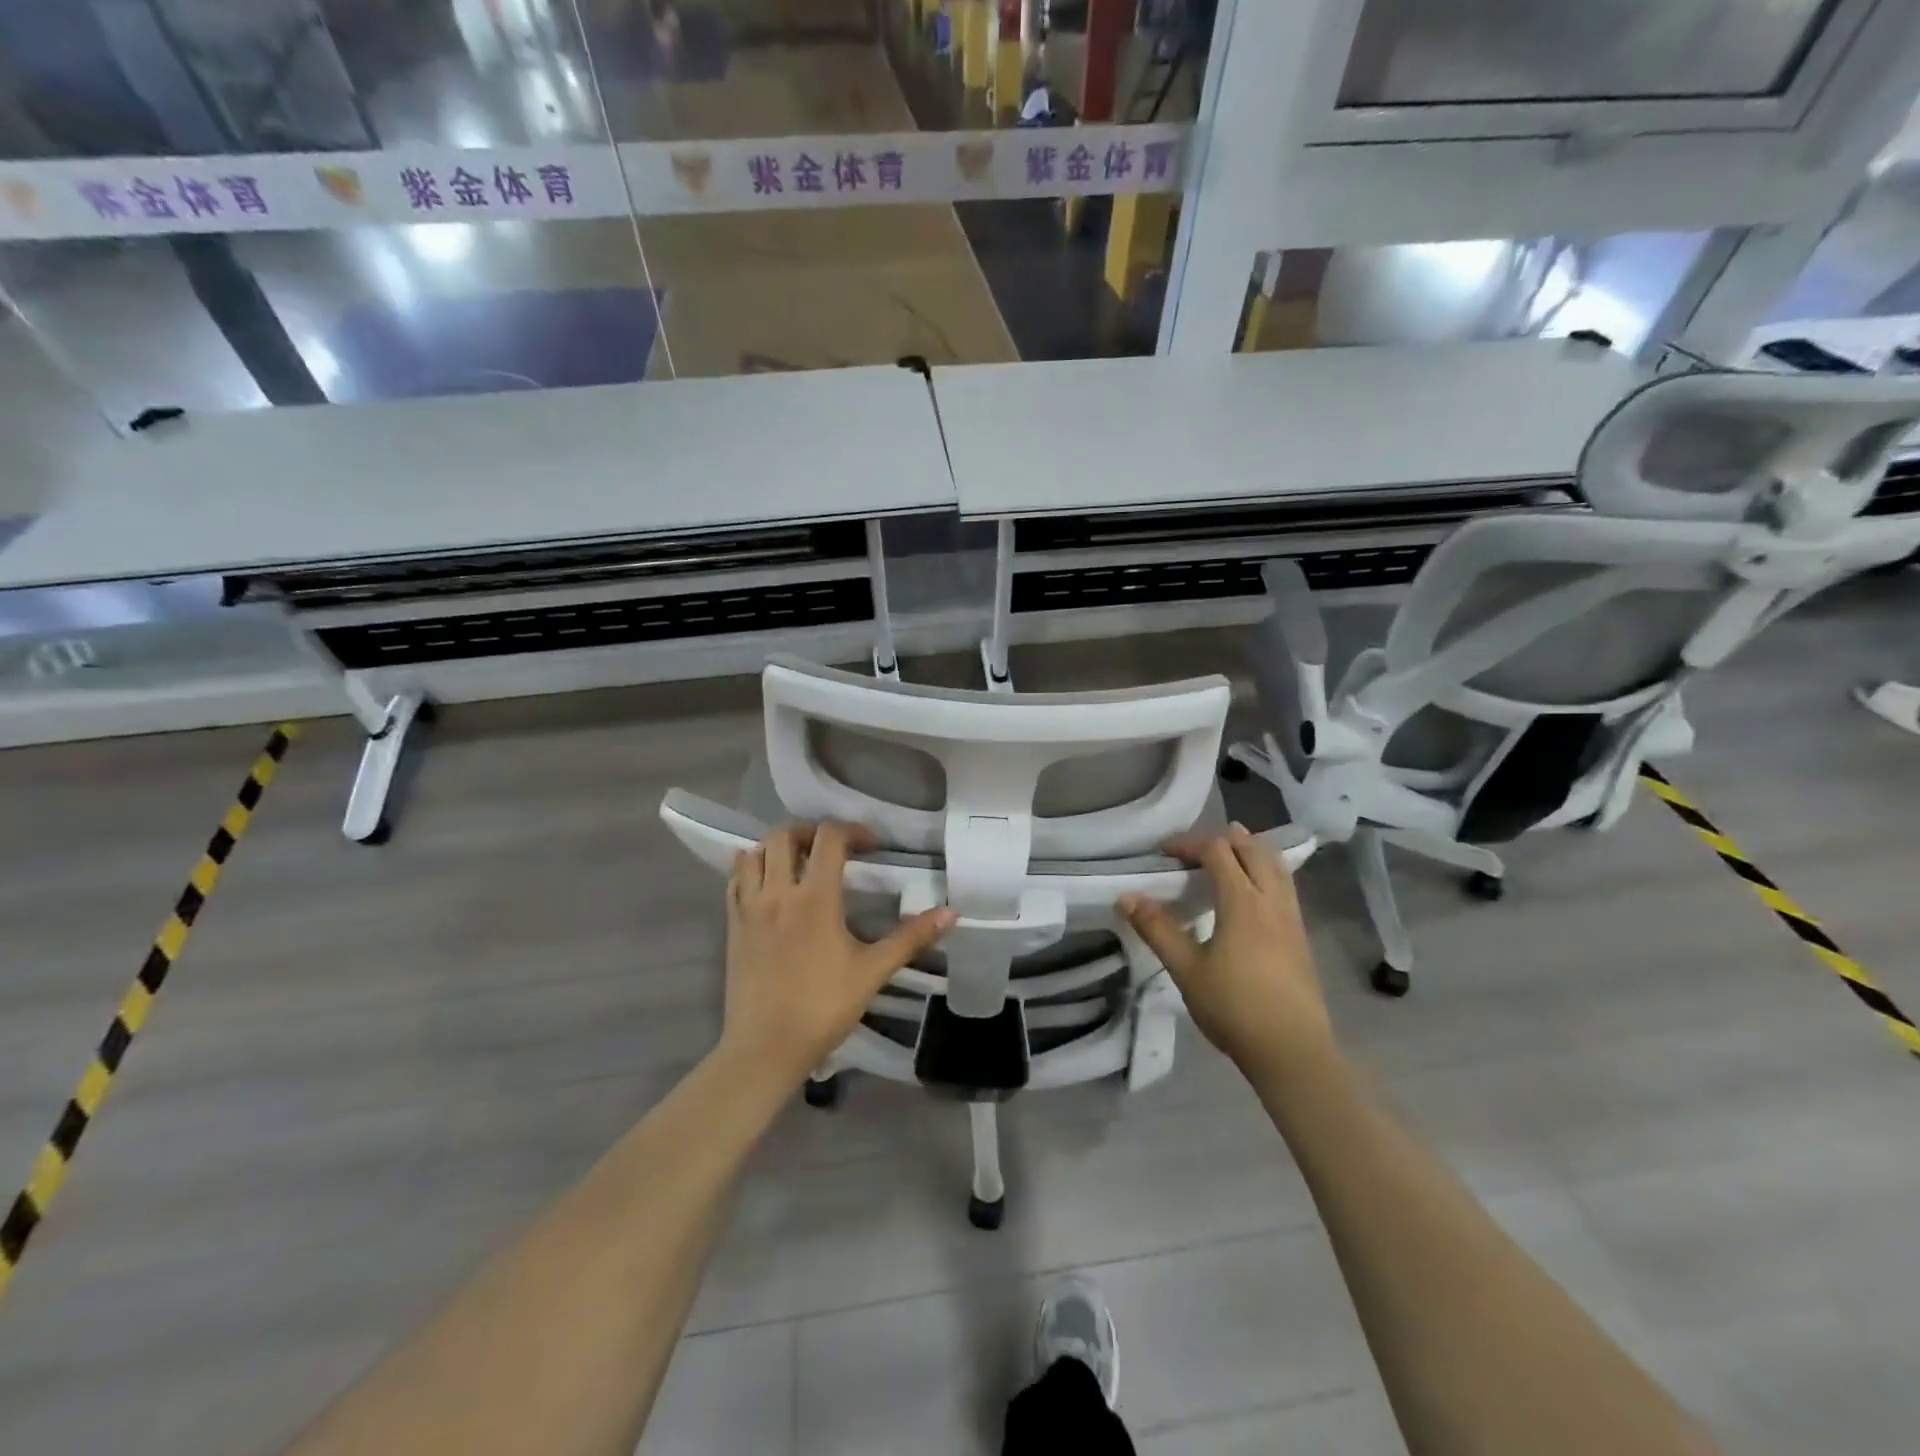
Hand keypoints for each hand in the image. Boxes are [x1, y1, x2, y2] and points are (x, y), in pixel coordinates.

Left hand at [722, 822, 954, 1087]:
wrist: (765, 1048)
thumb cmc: (822, 1008)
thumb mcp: (872, 971)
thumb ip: (911, 938)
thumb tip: (951, 912)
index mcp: (815, 897)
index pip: (829, 838)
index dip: (853, 831)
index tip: (872, 847)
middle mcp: (778, 892)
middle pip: (784, 835)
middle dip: (811, 832)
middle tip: (833, 848)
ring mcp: (749, 908)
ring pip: (753, 853)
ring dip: (776, 847)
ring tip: (798, 861)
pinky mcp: (733, 926)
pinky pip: (735, 880)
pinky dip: (749, 868)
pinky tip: (764, 880)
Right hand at [1118, 823, 1334, 1078]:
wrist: (1292, 1051)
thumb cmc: (1234, 1008)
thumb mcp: (1186, 969)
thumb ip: (1157, 929)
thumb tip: (1125, 896)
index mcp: (1242, 902)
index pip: (1217, 851)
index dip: (1189, 843)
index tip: (1164, 852)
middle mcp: (1271, 900)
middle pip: (1252, 849)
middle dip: (1222, 839)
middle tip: (1194, 849)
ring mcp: (1291, 918)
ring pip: (1275, 865)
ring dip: (1249, 851)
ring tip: (1227, 854)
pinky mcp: (1300, 936)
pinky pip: (1285, 885)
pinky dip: (1265, 871)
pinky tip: (1251, 893)